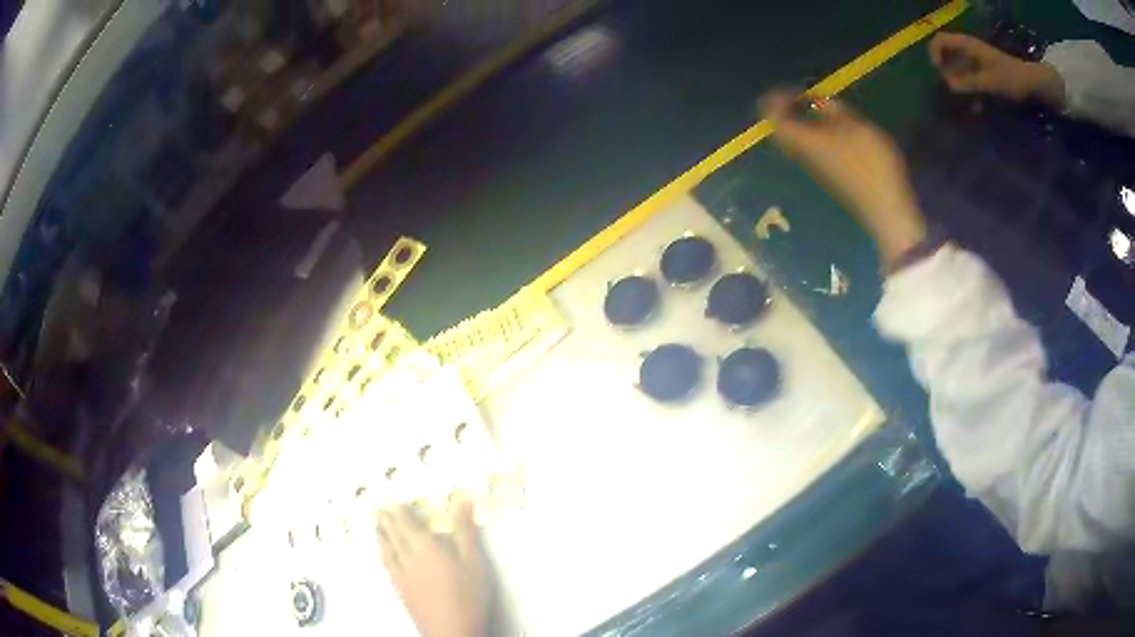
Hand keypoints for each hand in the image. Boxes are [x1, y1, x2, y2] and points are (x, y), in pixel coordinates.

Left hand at [378, 500, 485, 636]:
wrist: (450, 630)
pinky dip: (383, 554)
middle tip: (378, 507)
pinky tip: (385, 556)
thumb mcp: (473, 561)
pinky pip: (386, 565)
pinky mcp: (400, 590)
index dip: (397, 511)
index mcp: (425, 547)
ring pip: (386, 550)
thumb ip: (464, 531)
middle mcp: (407, 558)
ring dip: (380, 535)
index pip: (406, 523)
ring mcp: (401, 576)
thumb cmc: (466, 595)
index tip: (388, 498)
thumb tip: (462, 500)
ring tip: (376, 526)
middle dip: (386, 520)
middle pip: (393, 535)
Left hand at [761, 92, 926, 269]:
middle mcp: (802, 155)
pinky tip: (838, 128)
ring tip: (824, 109)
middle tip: (807, 97)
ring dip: (804, 120)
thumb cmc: (871, 163)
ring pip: (797, 139)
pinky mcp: (828, 175)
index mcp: (804, 140)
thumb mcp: (856, 126)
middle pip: (782, 129)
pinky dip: (816, 132)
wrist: (885, 209)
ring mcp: (815, 168)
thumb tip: (818, 100)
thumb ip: (833, 109)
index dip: (777, 98)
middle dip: (789, 108)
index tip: (797, 89)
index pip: (772, 117)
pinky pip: (812, 148)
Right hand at [928, 32, 1064, 106]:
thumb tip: (949, 86)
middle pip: (946, 54)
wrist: (1032, 83)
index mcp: (967, 45)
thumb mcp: (990, 82)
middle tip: (953, 89)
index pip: (940, 40)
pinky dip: (968, 90)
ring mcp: (975, 61)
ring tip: (965, 101)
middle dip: (946, 71)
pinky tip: (975, 105)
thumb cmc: (1012, 78)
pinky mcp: (983, 72)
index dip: (935, 53)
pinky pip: (968, 79)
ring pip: (956, 68)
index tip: (940, 71)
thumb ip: (970, 83)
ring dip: (957, 84)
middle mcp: (968, 50)